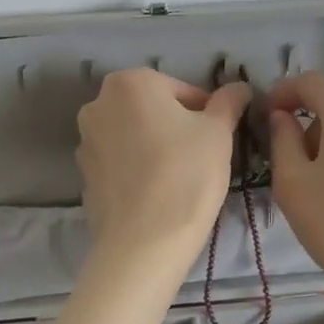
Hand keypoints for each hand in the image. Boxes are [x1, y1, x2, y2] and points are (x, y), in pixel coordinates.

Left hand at [77, 69, 252, 252]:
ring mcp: (85, 140)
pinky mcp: (83, 175)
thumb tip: (239, 87)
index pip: (181, 89)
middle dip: (176, 127)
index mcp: (130, 82)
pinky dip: (136, 170)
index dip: (205, 113)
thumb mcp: (219, 132)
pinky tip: (155, 194)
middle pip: (152, 109)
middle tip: (200, 157)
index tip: (217, 139)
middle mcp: (98, 103)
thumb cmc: (186, 175)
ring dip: (154, 147)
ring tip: (178, 178)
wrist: (144, 241)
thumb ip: (228, 102)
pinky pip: (119, 163)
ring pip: (133, 135)